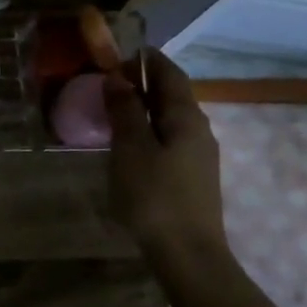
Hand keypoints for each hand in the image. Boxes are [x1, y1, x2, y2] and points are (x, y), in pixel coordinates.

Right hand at [104, 48, 227, 259]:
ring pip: (169, 119)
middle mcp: (199, 130)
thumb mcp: (131, 148)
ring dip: (143, 108)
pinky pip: (168, 140)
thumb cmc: (155, 195)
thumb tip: (117, 77)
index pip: (169, 74)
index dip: (146, 59)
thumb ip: (125, 110)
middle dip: (142, 82)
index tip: (118, 51)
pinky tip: (128, 144)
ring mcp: (198, 156)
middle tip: (107, 80)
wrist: (188, 255)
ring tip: (112, 110)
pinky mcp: (191, 177)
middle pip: (172, 95)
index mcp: (187, 117)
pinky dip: (147, 130)